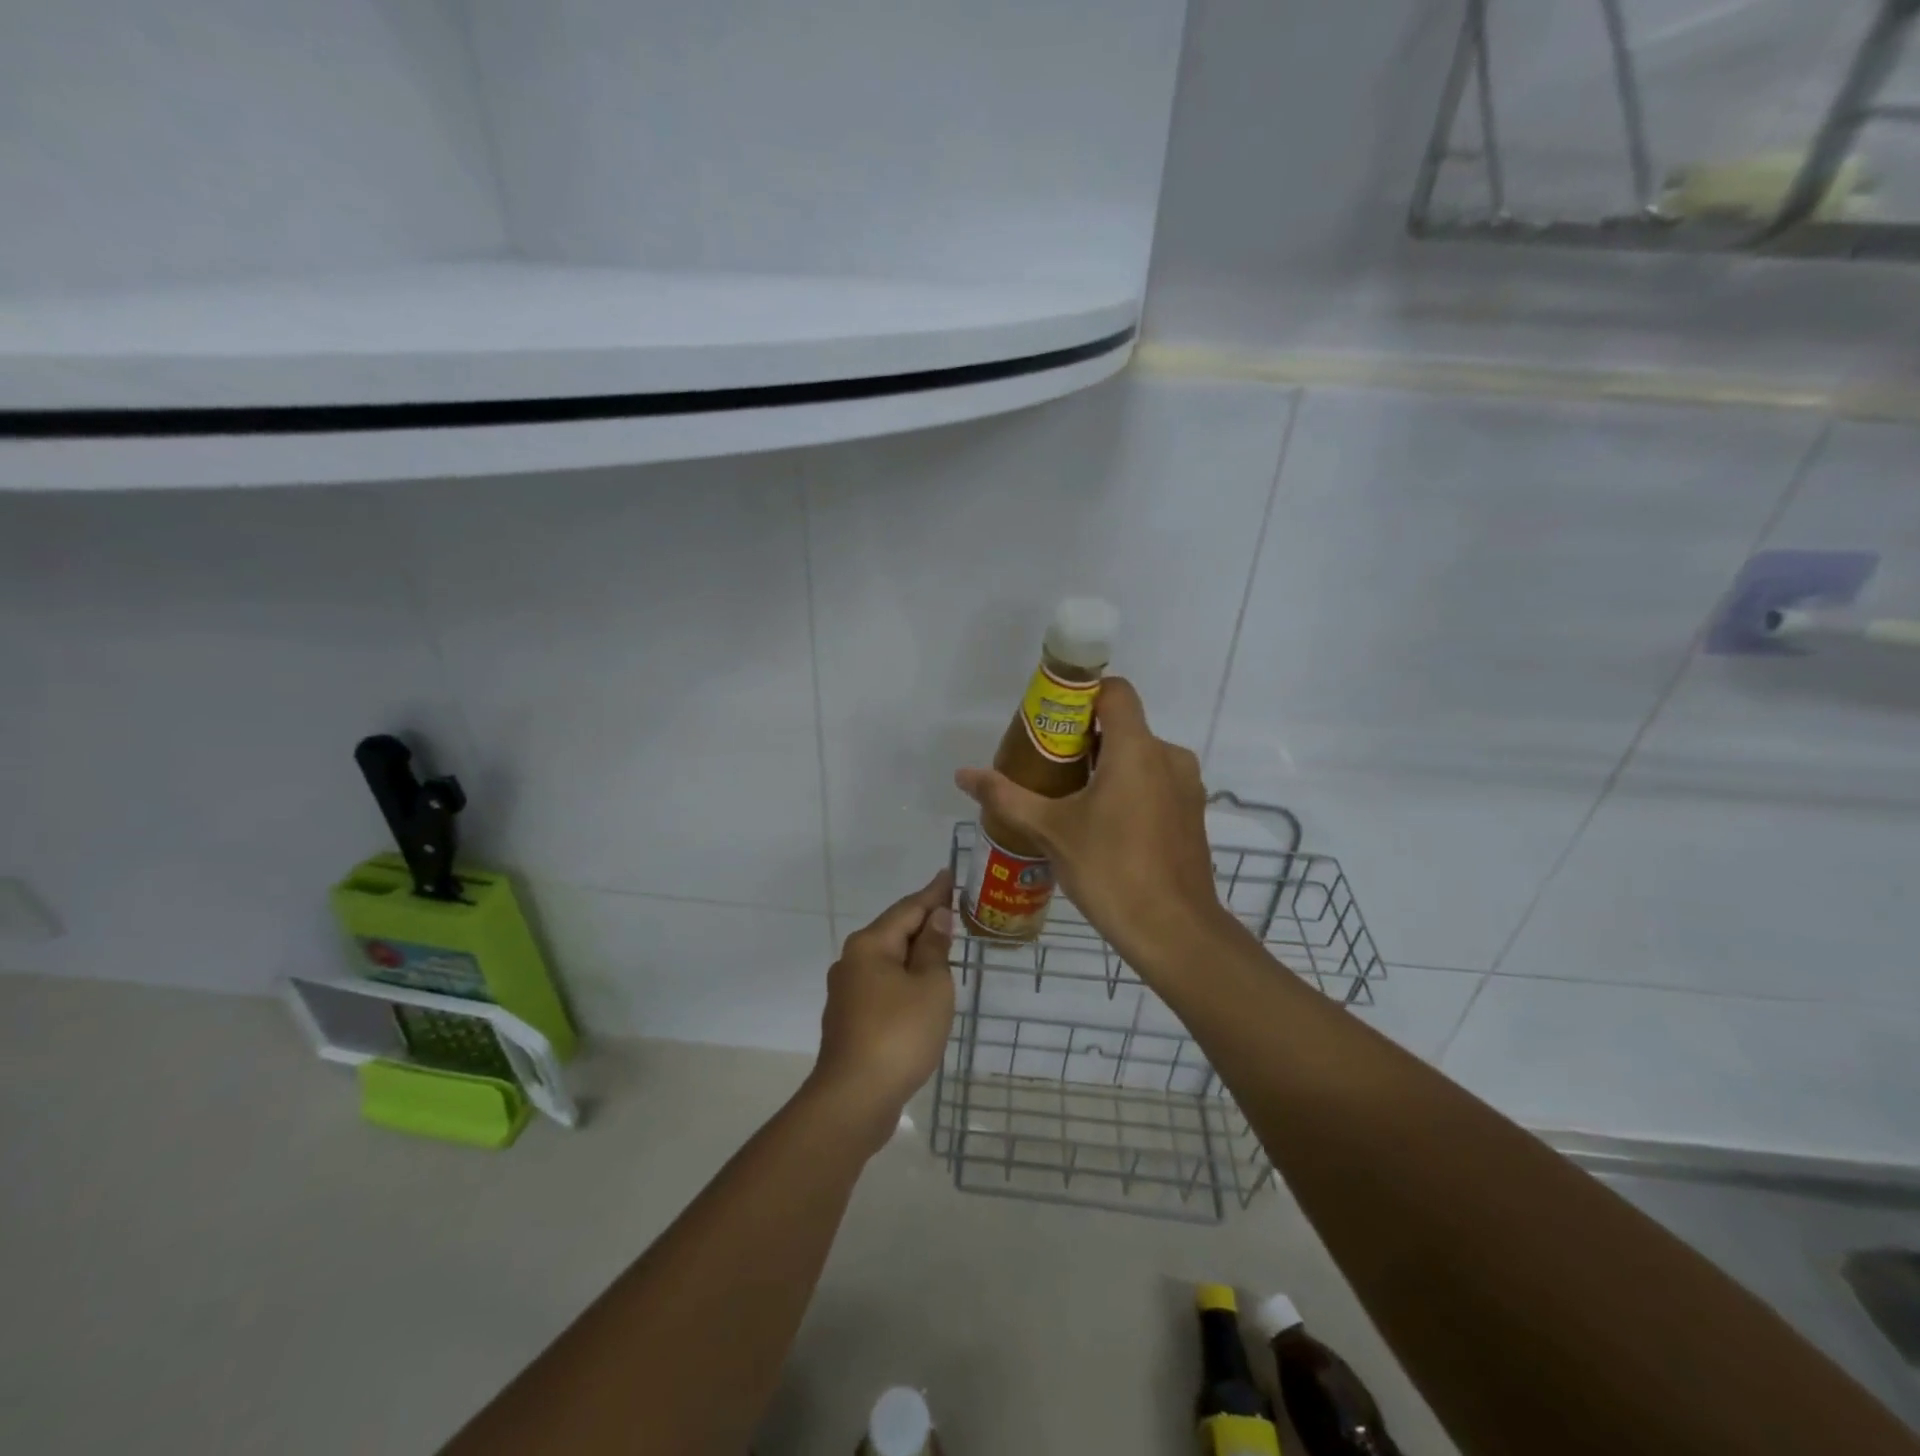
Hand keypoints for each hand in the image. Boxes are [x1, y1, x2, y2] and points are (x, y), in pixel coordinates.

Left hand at [806, 870, 955, 1152]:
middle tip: (953, 909)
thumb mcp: (930, 986)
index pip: (908, 908)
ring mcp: (847, 991)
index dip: (933, 893)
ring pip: (887, 960)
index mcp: (870, 945)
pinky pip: (883, 985)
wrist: (854, 1098)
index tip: (948, 874)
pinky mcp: (850, 1019)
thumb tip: (936, 917)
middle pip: (894, 931)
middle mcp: (852, 961)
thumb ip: (933, 948)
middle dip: (923, 921)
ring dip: (914, 952)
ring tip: (942, 945)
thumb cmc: (899, 1034)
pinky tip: (920, 988)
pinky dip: (905, 978)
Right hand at [954, 677, 1228, 972]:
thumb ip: (1006, 796)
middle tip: (1048, 767)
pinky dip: (1129, 789)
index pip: (1115, 691)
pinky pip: (1155, 783)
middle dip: (1084, 739)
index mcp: (1137, 749)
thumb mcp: (1050, 830)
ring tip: (1070, 800)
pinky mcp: (1191, 814)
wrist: (1173, 931)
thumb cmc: (1110, 869)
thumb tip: (964, 774)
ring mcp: (1186, 787)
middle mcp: (1168, 757)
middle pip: (1123, 726)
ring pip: (1140, 757)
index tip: (1051, 722)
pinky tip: (1103, 827)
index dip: (1082, 695)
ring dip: (1106, 767)